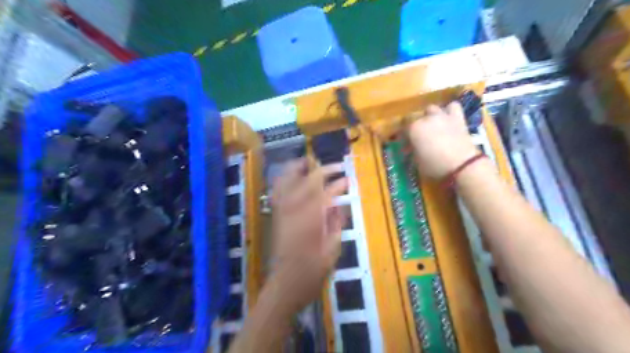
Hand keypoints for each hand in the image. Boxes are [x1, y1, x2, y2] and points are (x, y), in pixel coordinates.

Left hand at [268, 159, 348, 314]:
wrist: (285, 285)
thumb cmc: (312, 272)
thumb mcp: (332, 250)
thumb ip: (336, 224)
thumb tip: (338, 205)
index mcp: (312, 219)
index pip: (327, 193)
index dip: (339, 184)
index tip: (348, 179)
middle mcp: (294, 210)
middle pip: (307, 181)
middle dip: (323, 170)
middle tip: (336, 166)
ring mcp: (282, 211)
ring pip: (287, 181)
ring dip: (298, 168)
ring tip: (309, 161)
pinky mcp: (275, 215)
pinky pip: (277, 190)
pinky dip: (283, 179)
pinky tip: (290, 176)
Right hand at [409, 101, 477, 179]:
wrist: (462, 165)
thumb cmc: (435, 165)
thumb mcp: (417, 161)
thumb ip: (412, 151)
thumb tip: (410, 148)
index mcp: (413, 129)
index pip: (402, 128)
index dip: (403, 136)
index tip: (405, 145)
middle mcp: (426, 119)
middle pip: (414, 117)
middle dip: (414, 126)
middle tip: (417, 137)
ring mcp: (442, 116)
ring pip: (431, 108)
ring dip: (429, 115)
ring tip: (431, 126)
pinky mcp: (457, 118)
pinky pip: (452, 106)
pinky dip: (449, 111)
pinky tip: (447, 119)